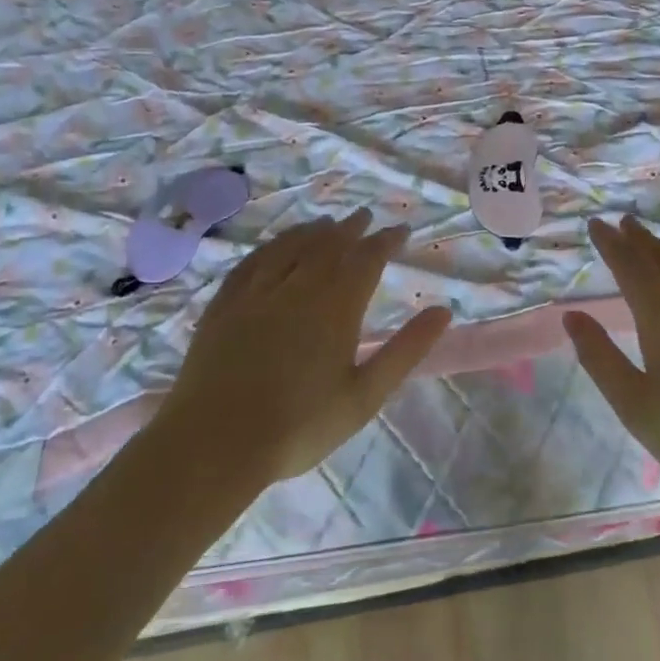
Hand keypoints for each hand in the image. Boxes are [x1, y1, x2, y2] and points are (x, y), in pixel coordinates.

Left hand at [162, 210, 451, 482]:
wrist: (215, 444)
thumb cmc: (300, 426)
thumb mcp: (365, 395)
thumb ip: (406, 350)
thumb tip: (444, 311)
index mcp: (336, 306)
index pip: (367, 258)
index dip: (386, 241)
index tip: (401, 230)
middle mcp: (298, 287)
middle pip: (329, 245)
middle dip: (351, 228)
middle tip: (364, 216)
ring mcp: (256, 293)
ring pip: (290, 247)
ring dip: (312, 231)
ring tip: (326, 223)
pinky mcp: (224, 305)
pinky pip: (252, 262)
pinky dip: (270, 247)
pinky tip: (273, 247)